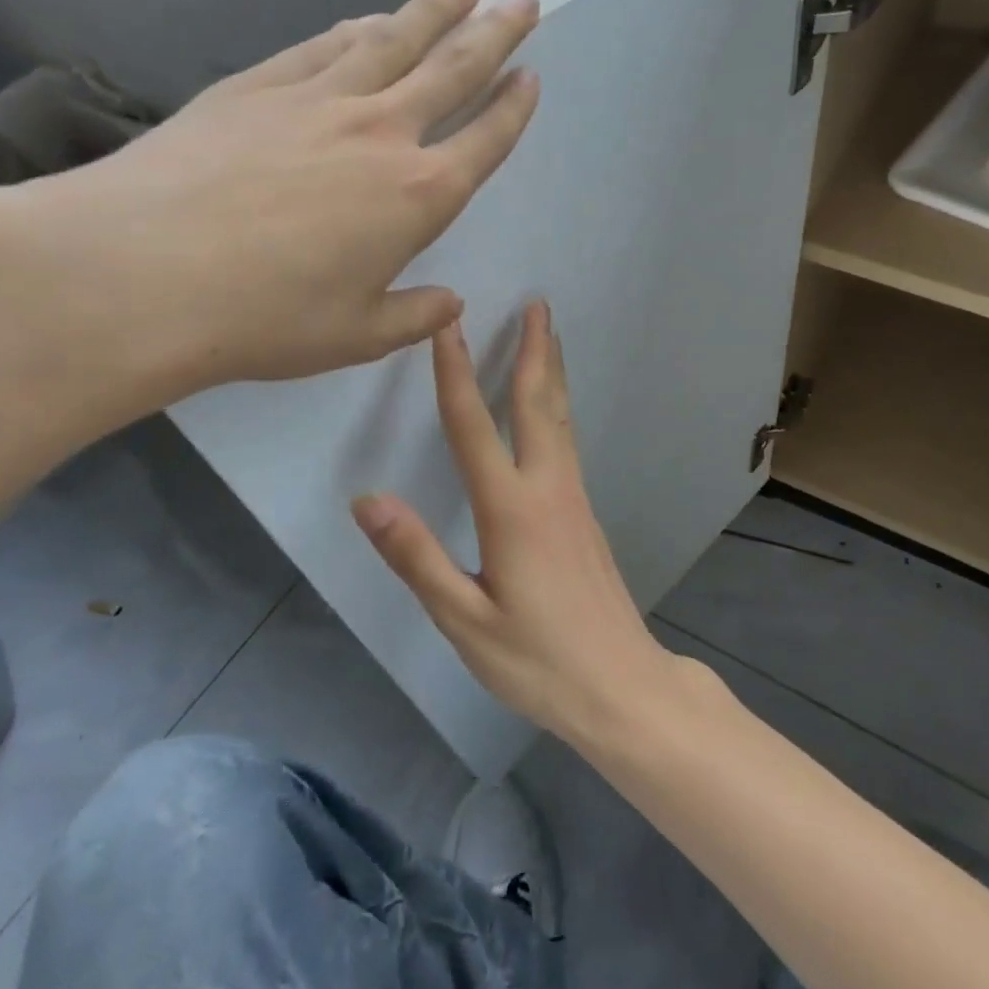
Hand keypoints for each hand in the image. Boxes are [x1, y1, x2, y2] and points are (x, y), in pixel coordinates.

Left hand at [0, 0, 540, 411]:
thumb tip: (449, 304)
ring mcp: (317, 99)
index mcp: (418, 195)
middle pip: (452, 68)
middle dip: (495, 33)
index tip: (531, 77)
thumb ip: (413, 316)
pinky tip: (370, 19)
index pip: (484, 140)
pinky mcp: (258, 85)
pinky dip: (358, 28)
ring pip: (393, 40)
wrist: (142, 272)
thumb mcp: (357, 336)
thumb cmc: (266, 317)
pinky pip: (324, 45)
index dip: (512, 108)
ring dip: (434, 9)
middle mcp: (381, 132)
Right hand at [350, 300, 686, 744]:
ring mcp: (575, 499)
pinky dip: (557, 408)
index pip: (475, 425)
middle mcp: (549, 489)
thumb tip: (367, 499)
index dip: (456, 372)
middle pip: (538, 404)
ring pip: (561, 419)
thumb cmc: (538, 661)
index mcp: (512, 509)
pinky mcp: (586, 514)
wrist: (621, 685)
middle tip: (537, 303)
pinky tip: (553, 409)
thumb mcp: (465, 620)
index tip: (449, 323)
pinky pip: (568, 443)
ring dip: (551, 372)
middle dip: (534, 349)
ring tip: (549, 335)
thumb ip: (417, 557)